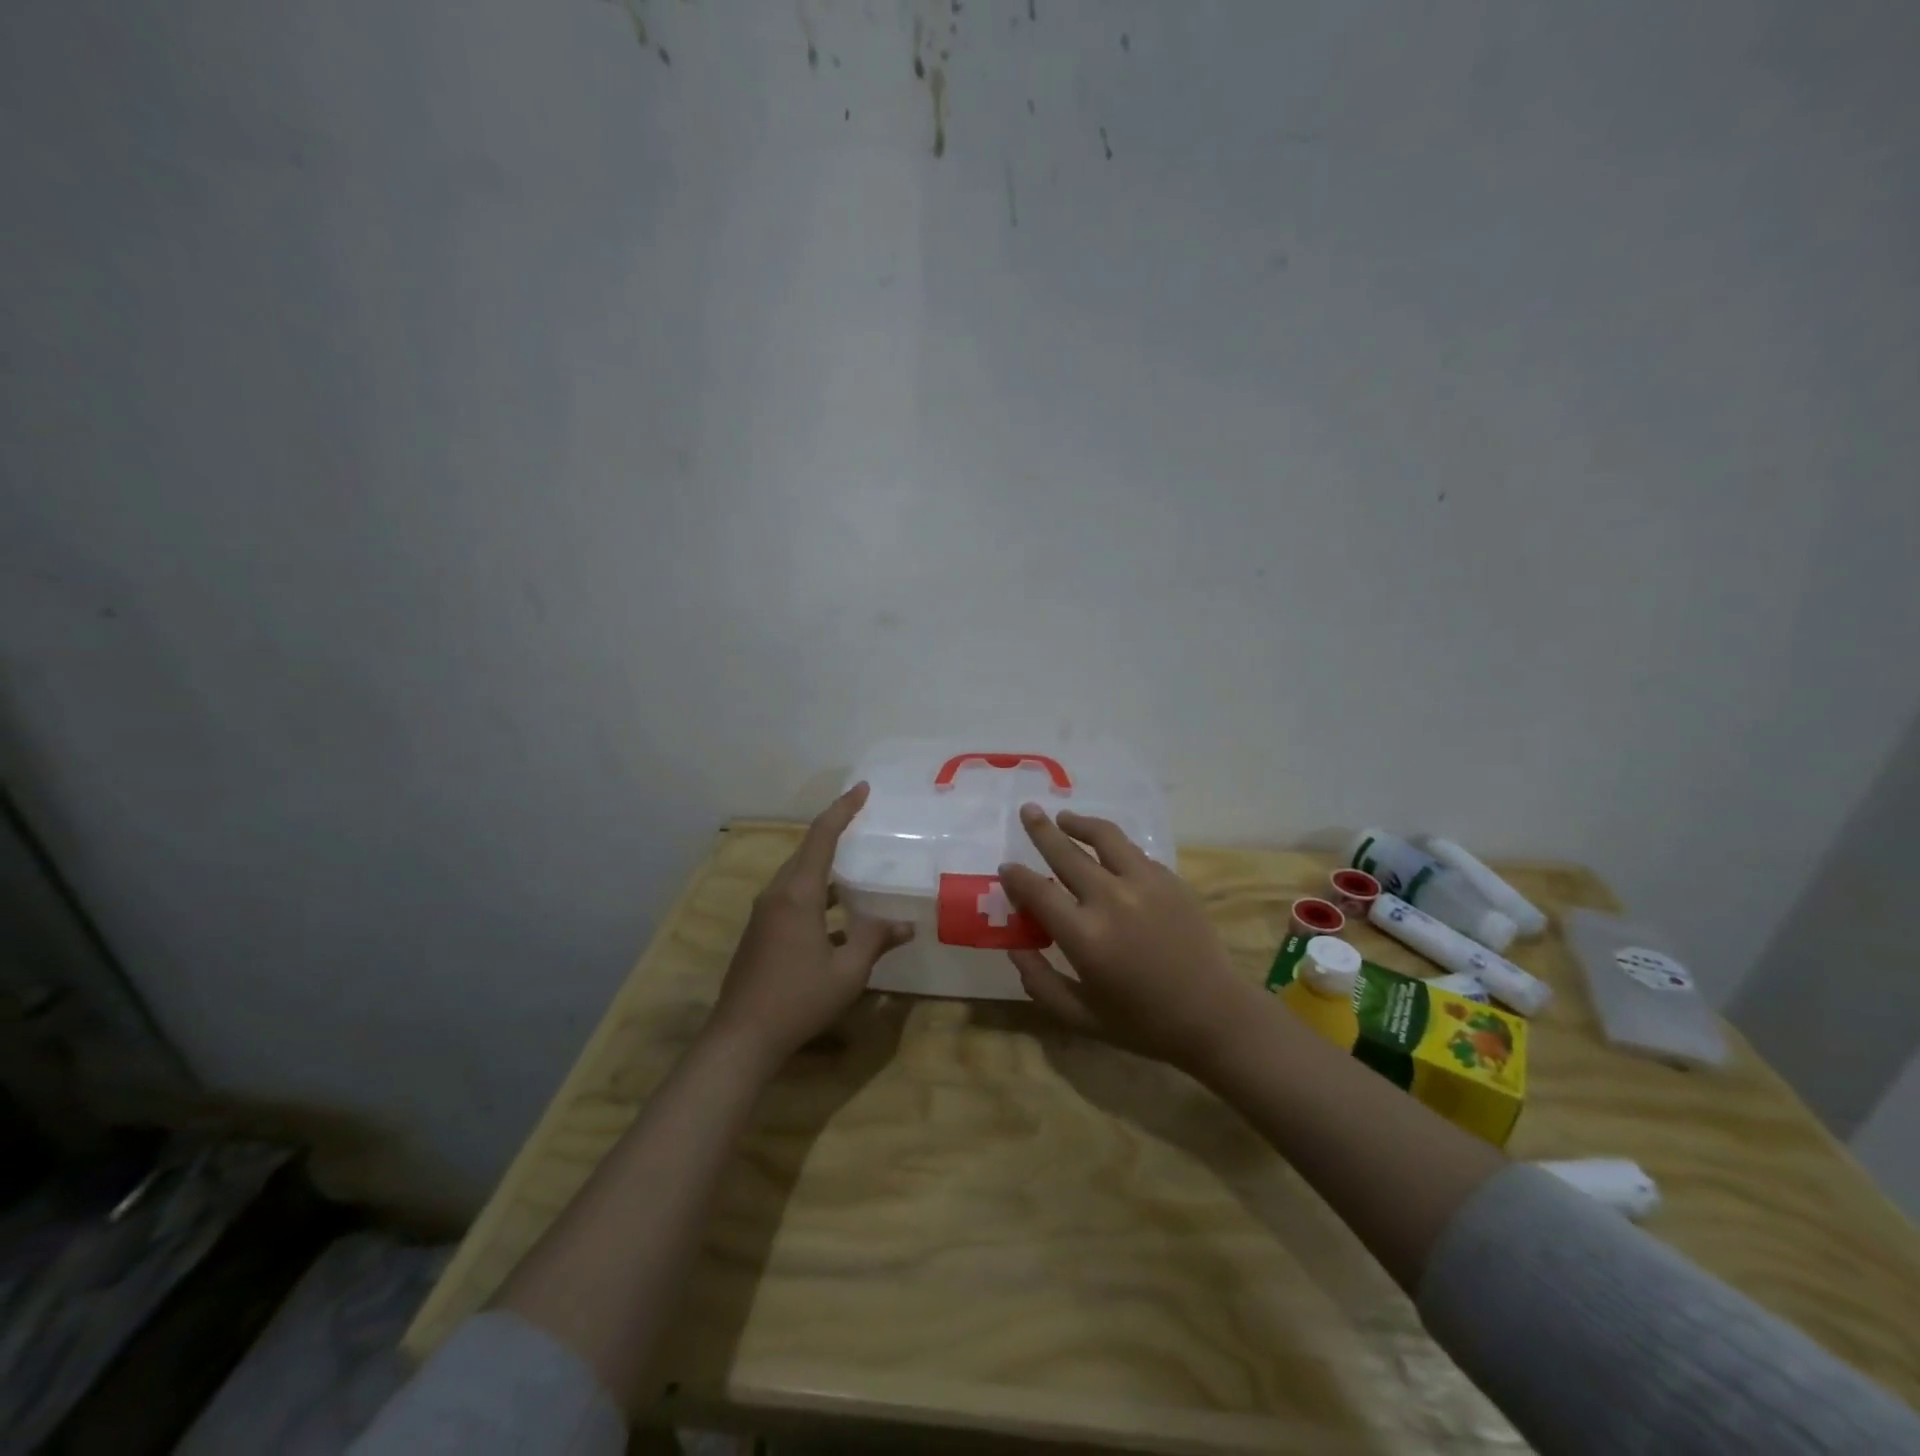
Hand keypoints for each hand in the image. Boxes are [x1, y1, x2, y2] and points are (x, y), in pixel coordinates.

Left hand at [709, 782, 913, 1069]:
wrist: (741, 1038)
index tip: (862, 789)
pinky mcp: (760, 934)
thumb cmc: (799, 999)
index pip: (821, 836)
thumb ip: (876, 940)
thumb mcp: (848, 971)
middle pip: (807, 852)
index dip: (843, 810)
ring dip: (825, 867)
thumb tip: (906, 925)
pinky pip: (791, 899)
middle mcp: (777, 895)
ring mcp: (764, 915)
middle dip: (834, 833)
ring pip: (798, 877)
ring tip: (855, 868)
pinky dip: (816, 895)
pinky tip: (837, 917)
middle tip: (863, 822)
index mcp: (798, 894)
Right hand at [1000, 804, 1264, 1075]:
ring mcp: (1144, 883)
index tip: (1006, 867)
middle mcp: (1110, 899)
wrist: (1213, 1015)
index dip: (1017, 877)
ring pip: (1104, 837)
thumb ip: (1040, 982)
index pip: (1038, 891)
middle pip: (1066, 852)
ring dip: (1079, 823)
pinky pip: (1134, 852)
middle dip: (1041, 830)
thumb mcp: (1080, 1016)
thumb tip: (1014, 949)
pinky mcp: (1170, 880)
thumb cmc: (1142, 1022)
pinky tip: (1106, 851)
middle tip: (1028, 810)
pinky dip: (1113, 846)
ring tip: (1065, 817)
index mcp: (1084, 936)